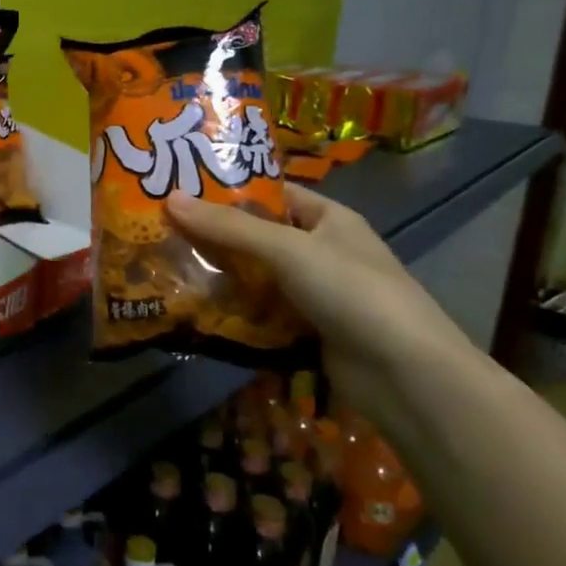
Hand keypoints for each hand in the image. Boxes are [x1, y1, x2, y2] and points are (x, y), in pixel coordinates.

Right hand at [167, 184, 471, 426]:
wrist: (406, 376)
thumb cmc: (352, 292)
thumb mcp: (288, 249)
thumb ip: (230, 227)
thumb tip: (170, 198)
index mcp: (328, 219)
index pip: (272, 193)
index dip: (228, 189)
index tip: (179, 189)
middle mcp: (321, 251)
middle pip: (257, 237)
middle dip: (213, 236)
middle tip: (158, 231)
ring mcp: (314, 294)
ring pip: (255, 278)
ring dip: (219, 277)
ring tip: (164, 269)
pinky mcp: (306, 331)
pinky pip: (261, 314)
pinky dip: (233, 312)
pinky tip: (194, 311)